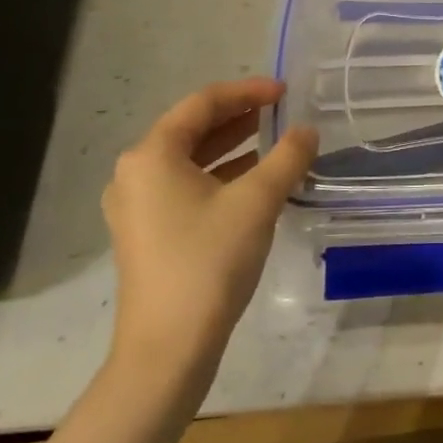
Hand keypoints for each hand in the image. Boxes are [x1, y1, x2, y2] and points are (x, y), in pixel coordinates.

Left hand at [101, 78, 317, 366]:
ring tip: (275, 141)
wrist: (168, 351)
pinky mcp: (147, 234)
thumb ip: (287, 157)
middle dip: (240, 116)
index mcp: (152, 155)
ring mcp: (137, 207)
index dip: (247, 91)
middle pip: (193, 129)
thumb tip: (307, 131)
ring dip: (233, 147)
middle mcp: (136, 173)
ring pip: (191, 160)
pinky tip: (255, 183)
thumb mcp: (257, 202)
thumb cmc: (208, 263)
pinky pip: (187, 187)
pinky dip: (221, 177)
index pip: (203, 103)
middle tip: (282, 111)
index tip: (285, 91)